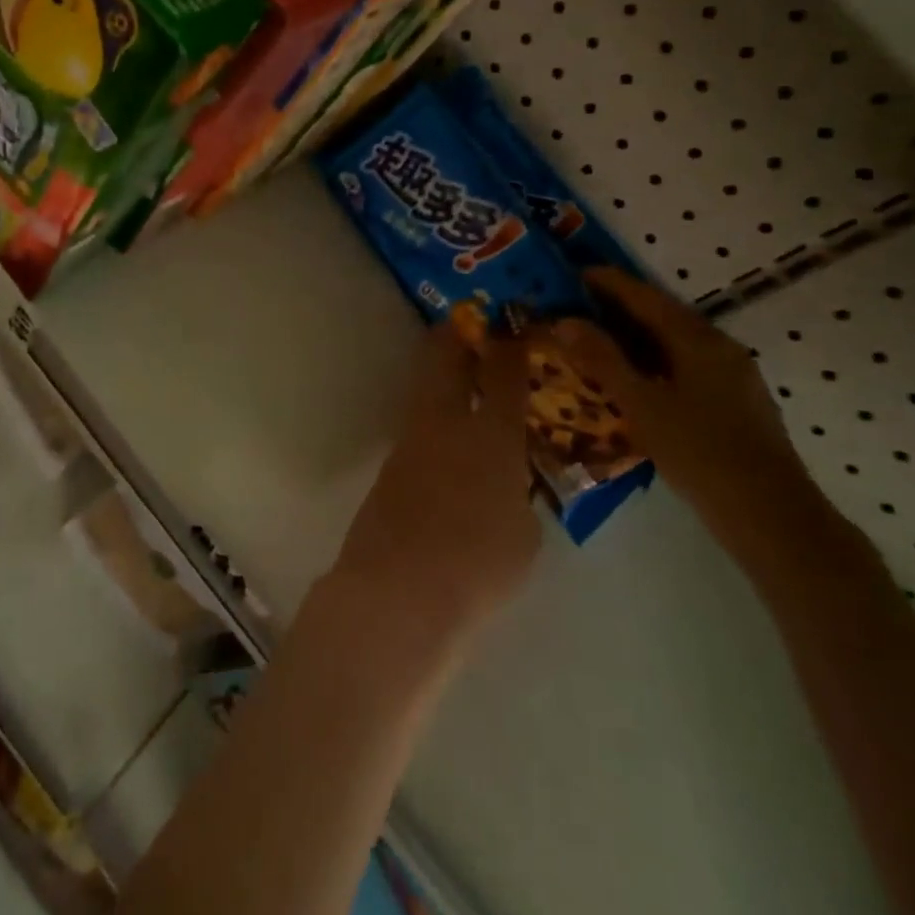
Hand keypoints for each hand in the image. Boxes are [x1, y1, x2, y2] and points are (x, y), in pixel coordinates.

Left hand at [333, 323, 540, 641]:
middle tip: (473, 324)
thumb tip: (507, 484)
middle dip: (459, 334)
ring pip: (427, 387)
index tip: (516, 323)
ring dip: (443, 373)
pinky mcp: (390, 466)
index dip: (511, 342)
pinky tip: (447, 434)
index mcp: (491, 434)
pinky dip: (435, 415)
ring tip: (463, 373)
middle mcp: (446, 423)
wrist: (397, 591)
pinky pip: (418, 424)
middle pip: (446, 357)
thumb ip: (519, 497)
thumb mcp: (524, 535)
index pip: (503, 372)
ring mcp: (411, 441)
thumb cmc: (477, 565)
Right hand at [529, 269, 823, 554]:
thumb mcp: (642, 405)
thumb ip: (603, 360)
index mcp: (697, 340)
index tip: (575, 273)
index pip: (645, 298)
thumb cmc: (701, 454)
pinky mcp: (738, 401)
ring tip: (602, 339)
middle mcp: (720, 347)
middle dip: (622, 306)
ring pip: (678, 341)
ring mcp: (734, 374)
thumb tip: (565, 321)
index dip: (610, 283)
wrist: (773, 517)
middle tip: (581, 305)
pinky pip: (689, 363)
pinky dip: (657, 359)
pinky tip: (641, 378)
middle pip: (664, 315)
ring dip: (639, 334)